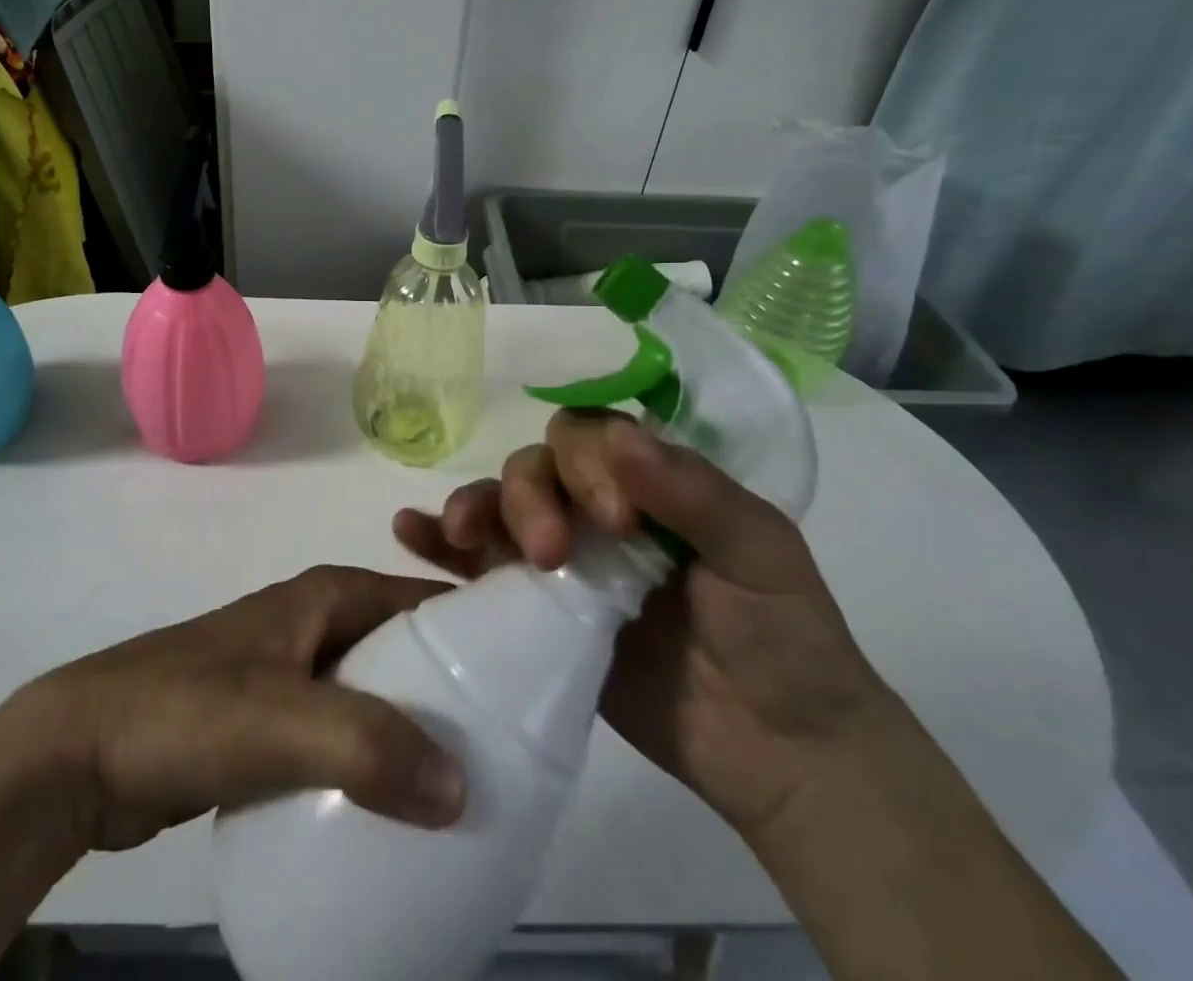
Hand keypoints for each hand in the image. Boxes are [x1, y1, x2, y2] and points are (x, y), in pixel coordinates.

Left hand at [10, 565, 467, 851]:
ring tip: (466, 790)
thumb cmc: (185, 710)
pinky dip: (374, 764)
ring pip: (375, 696)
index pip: (424, 598)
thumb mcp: (281, 721)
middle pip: (405, 650)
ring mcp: (292, 672)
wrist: (82, 750)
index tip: (530, 681)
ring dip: (414, 734)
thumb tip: (463, 787)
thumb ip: (368, 745)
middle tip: (507, 753)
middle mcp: (317, 623)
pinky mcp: (271, 722)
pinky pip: (342, 737)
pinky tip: (397, 814)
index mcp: (328, 596)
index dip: (477, 628)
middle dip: (454, 692)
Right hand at [393, 410, 897, 841]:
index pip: (591, 437)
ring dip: (474, 507)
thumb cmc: (784, 639)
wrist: (780, 755)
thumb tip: (620, 437)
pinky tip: (408, 533)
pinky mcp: (535, 608)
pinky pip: (477, 564)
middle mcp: (596, 508)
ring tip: (460, 532)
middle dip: (531, 496)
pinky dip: (438, 544)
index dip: (587, 463)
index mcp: (648, 481)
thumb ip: (693, 493)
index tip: (614, 521)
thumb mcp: (759, 552)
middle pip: (536, 467)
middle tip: (551, 553)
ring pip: (500, 505)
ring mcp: (562, 559)